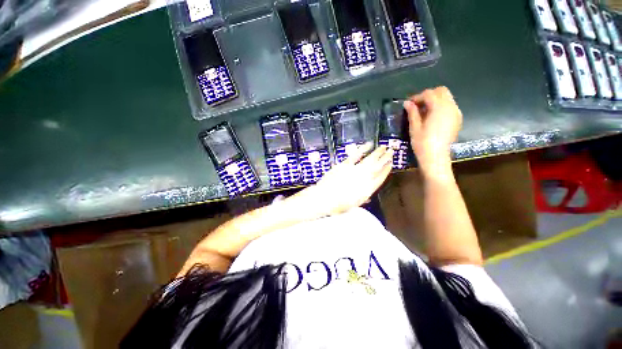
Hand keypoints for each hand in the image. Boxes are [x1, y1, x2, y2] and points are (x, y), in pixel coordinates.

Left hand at [288, 144, 393, 216]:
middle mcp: (364, 178)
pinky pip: (356, 155)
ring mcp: (354, 170)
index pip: (380, 178)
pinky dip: (363, 149)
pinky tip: (369, 144)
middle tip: (391, 151)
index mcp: (367, 189)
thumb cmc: (338, 205)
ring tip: (384, 147)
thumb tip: (368, 197)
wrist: (324, 198)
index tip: (391, 164)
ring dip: (377, 153)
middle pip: (377, 167)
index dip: (386, 170)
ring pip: (369, 159)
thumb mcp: (353, 205)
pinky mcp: (345, 165)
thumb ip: (362, 199)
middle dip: (385, 158)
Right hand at [403, 86, 461, 175]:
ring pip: (447, 98)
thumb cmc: (422, 143)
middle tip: (417, 105)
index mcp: (439, 108)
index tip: (408, 104)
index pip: (429, 94)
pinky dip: (441, 107)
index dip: (417, 97)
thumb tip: (407, 103)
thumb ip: (412, 113)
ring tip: (424, 111)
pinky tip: (432, 117)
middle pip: (441, 91)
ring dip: (435, 101)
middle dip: (428, 95)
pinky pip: (450, 106)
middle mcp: (451, 107)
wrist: (436, 157)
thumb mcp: (414, 127)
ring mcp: (456, 113)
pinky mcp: (457, 120)